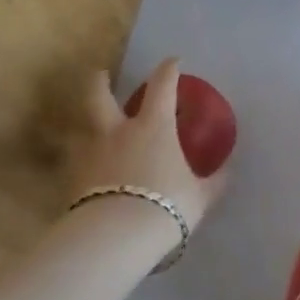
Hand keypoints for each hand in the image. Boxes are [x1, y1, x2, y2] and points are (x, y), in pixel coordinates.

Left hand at [67, 58, 227, 234]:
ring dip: (85, 124)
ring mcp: (90, 154)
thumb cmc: (166, 206)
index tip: (172, 61)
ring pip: (81, 128)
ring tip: (90, 129)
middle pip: (99, 95)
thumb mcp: (200, 196)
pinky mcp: (71, 180)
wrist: (116, 237)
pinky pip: (74, 162)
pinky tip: (86, 171)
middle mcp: (117, 132)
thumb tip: (228, 172)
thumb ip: (213, 182)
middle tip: (101, 75)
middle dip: (100, 81)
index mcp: (153, 128)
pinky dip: (80, 161)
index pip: (162, 86)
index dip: (168, 70)